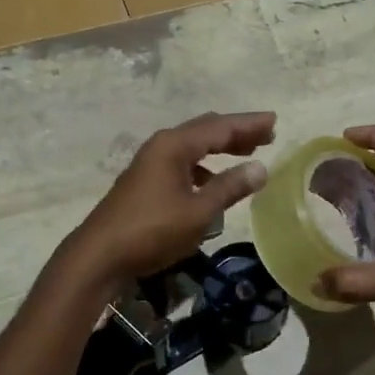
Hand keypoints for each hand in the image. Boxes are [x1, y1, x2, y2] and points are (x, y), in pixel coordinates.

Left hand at [62, 112, 276, 289]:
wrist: (100, 254)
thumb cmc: (152, 230)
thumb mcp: (198, 212)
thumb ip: (230, 188)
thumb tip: (260, 167)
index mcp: (174, 145)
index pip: (219, 127)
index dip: (249, 124)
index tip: (274, 120)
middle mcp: (161, 146)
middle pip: (205, 131)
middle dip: (235, 132)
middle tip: (266, 134)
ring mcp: (150, 163)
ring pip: (192, 146)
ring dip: (219, 148)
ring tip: (246, 153)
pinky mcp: (145, 181)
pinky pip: (182, 163)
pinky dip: (202, 167)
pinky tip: (213, 182)